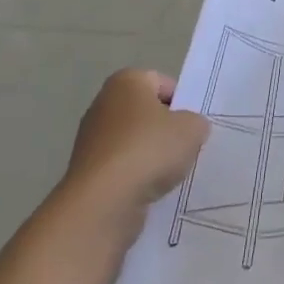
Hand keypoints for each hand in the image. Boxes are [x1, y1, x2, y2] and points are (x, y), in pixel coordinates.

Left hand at [57, 70, 208, 229]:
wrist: (103, 202)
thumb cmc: (149, 150)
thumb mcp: (192, 129)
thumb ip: (196, 122)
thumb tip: (190, 128)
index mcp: (126, 81)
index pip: (162, 83)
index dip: (182, 102)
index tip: (192, 125)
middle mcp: (103, 104)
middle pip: (146, 113)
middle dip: (166, 130)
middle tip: (185, 148)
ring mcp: (91, 139)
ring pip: (134, 141)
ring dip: (151, 155)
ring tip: (169, 174)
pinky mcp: (87, 171)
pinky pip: (121, 167)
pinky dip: (136, 176)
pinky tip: (149, 190)